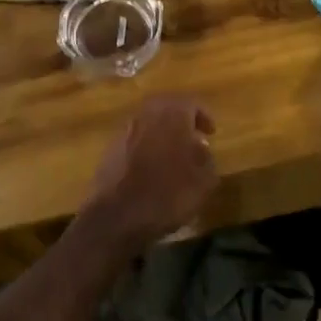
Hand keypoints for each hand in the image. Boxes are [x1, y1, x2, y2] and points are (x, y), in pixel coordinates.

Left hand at [80, 95, 218, 248]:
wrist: (116, 217)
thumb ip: (206, 159)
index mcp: (171, 116)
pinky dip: (145, 145)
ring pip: (147, 122)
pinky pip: (133, 138)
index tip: (211, 132)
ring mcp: (124, 131)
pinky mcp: (109, 149)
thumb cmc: (167, 196)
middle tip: (192, 136)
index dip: (203, 116)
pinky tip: (152, 165)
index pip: (190, 103)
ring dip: (162, 132)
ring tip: (173, 153)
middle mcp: (146, 116)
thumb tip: (201, 147)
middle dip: (180, 119)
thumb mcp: (203, 182)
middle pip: (165, 107)